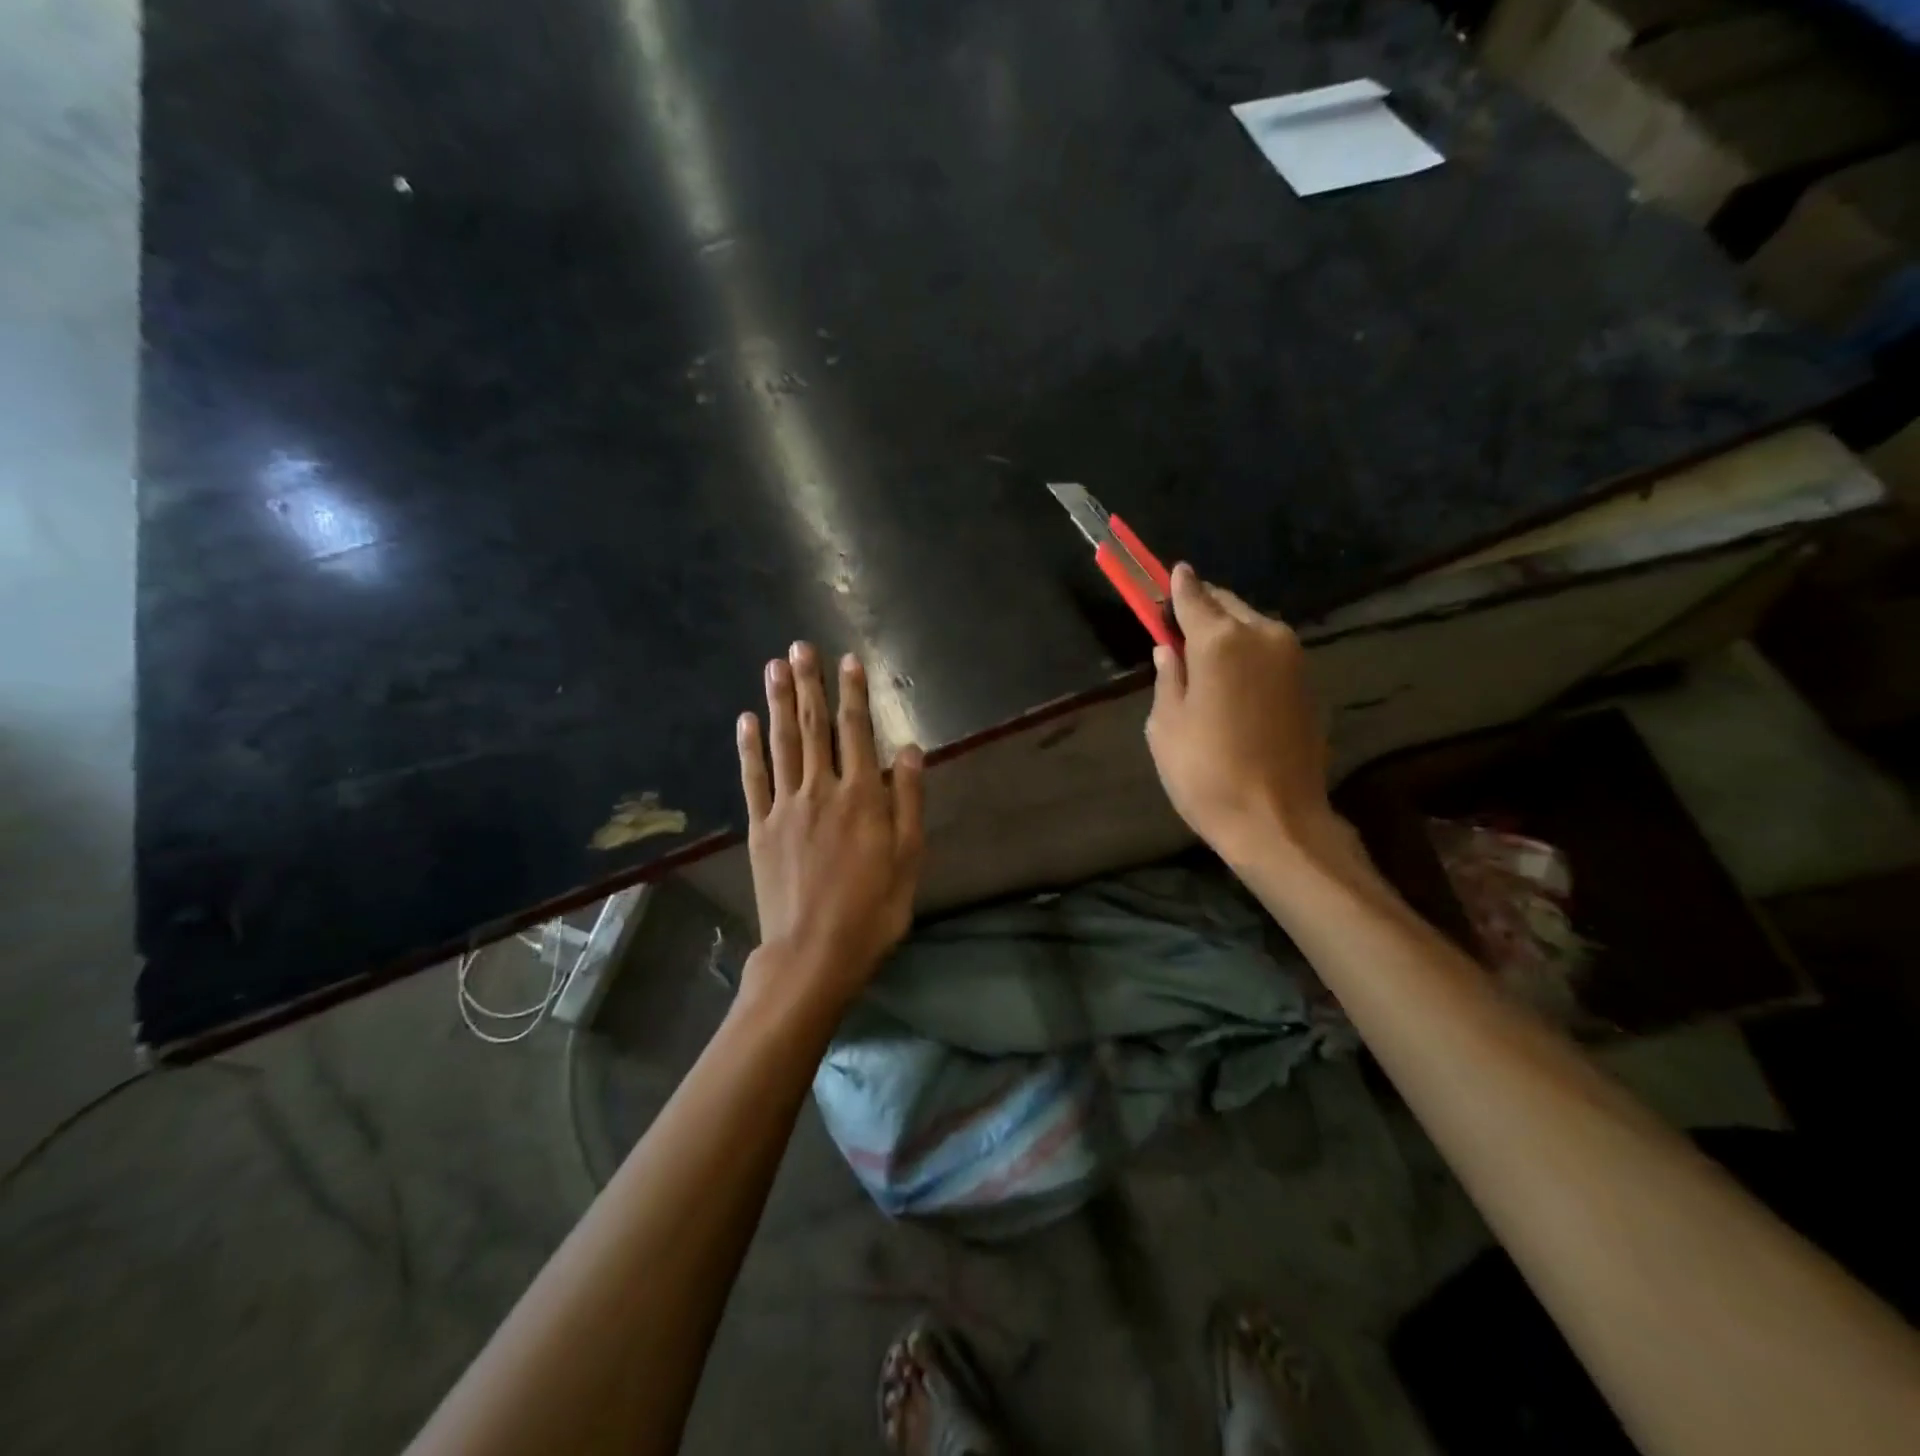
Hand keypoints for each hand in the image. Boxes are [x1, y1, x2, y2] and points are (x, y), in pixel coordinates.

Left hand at [736, 642, 925, 1009]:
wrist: (812, 955)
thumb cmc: (871, 911)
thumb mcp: (908, 859)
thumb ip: (907, 800)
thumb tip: (908, 748)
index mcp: (861, 798)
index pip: (857, 733)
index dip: (853, 694)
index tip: (849, 660)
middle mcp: (820, 792)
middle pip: (814, 728)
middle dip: (810, 685)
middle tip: (800, 647)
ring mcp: (784, 808)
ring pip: (782, 744)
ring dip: (779, 703)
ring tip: (774, 667)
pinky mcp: (760, 829)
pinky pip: (753, 780)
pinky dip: (749, 748)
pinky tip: (746, 720)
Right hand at [1145, 564, 1341, 868]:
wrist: (1278, 821)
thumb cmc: (1206, 773)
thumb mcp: (1165, 726)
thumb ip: (1168, 677)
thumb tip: (1169, 649)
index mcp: (1220, 641)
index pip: (1192, 596)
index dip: (1174, 586)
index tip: (1165, 575)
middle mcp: (1263, 635)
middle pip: (1226, 605)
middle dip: (1202, 608)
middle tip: (1178, 626)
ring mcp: (1293, 658)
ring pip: (1252, 626)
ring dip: (1227, 632)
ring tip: (1203, 659)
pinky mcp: (1308, 682)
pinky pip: (1270, 652)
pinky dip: (1248, 654)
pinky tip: (1232, 683)